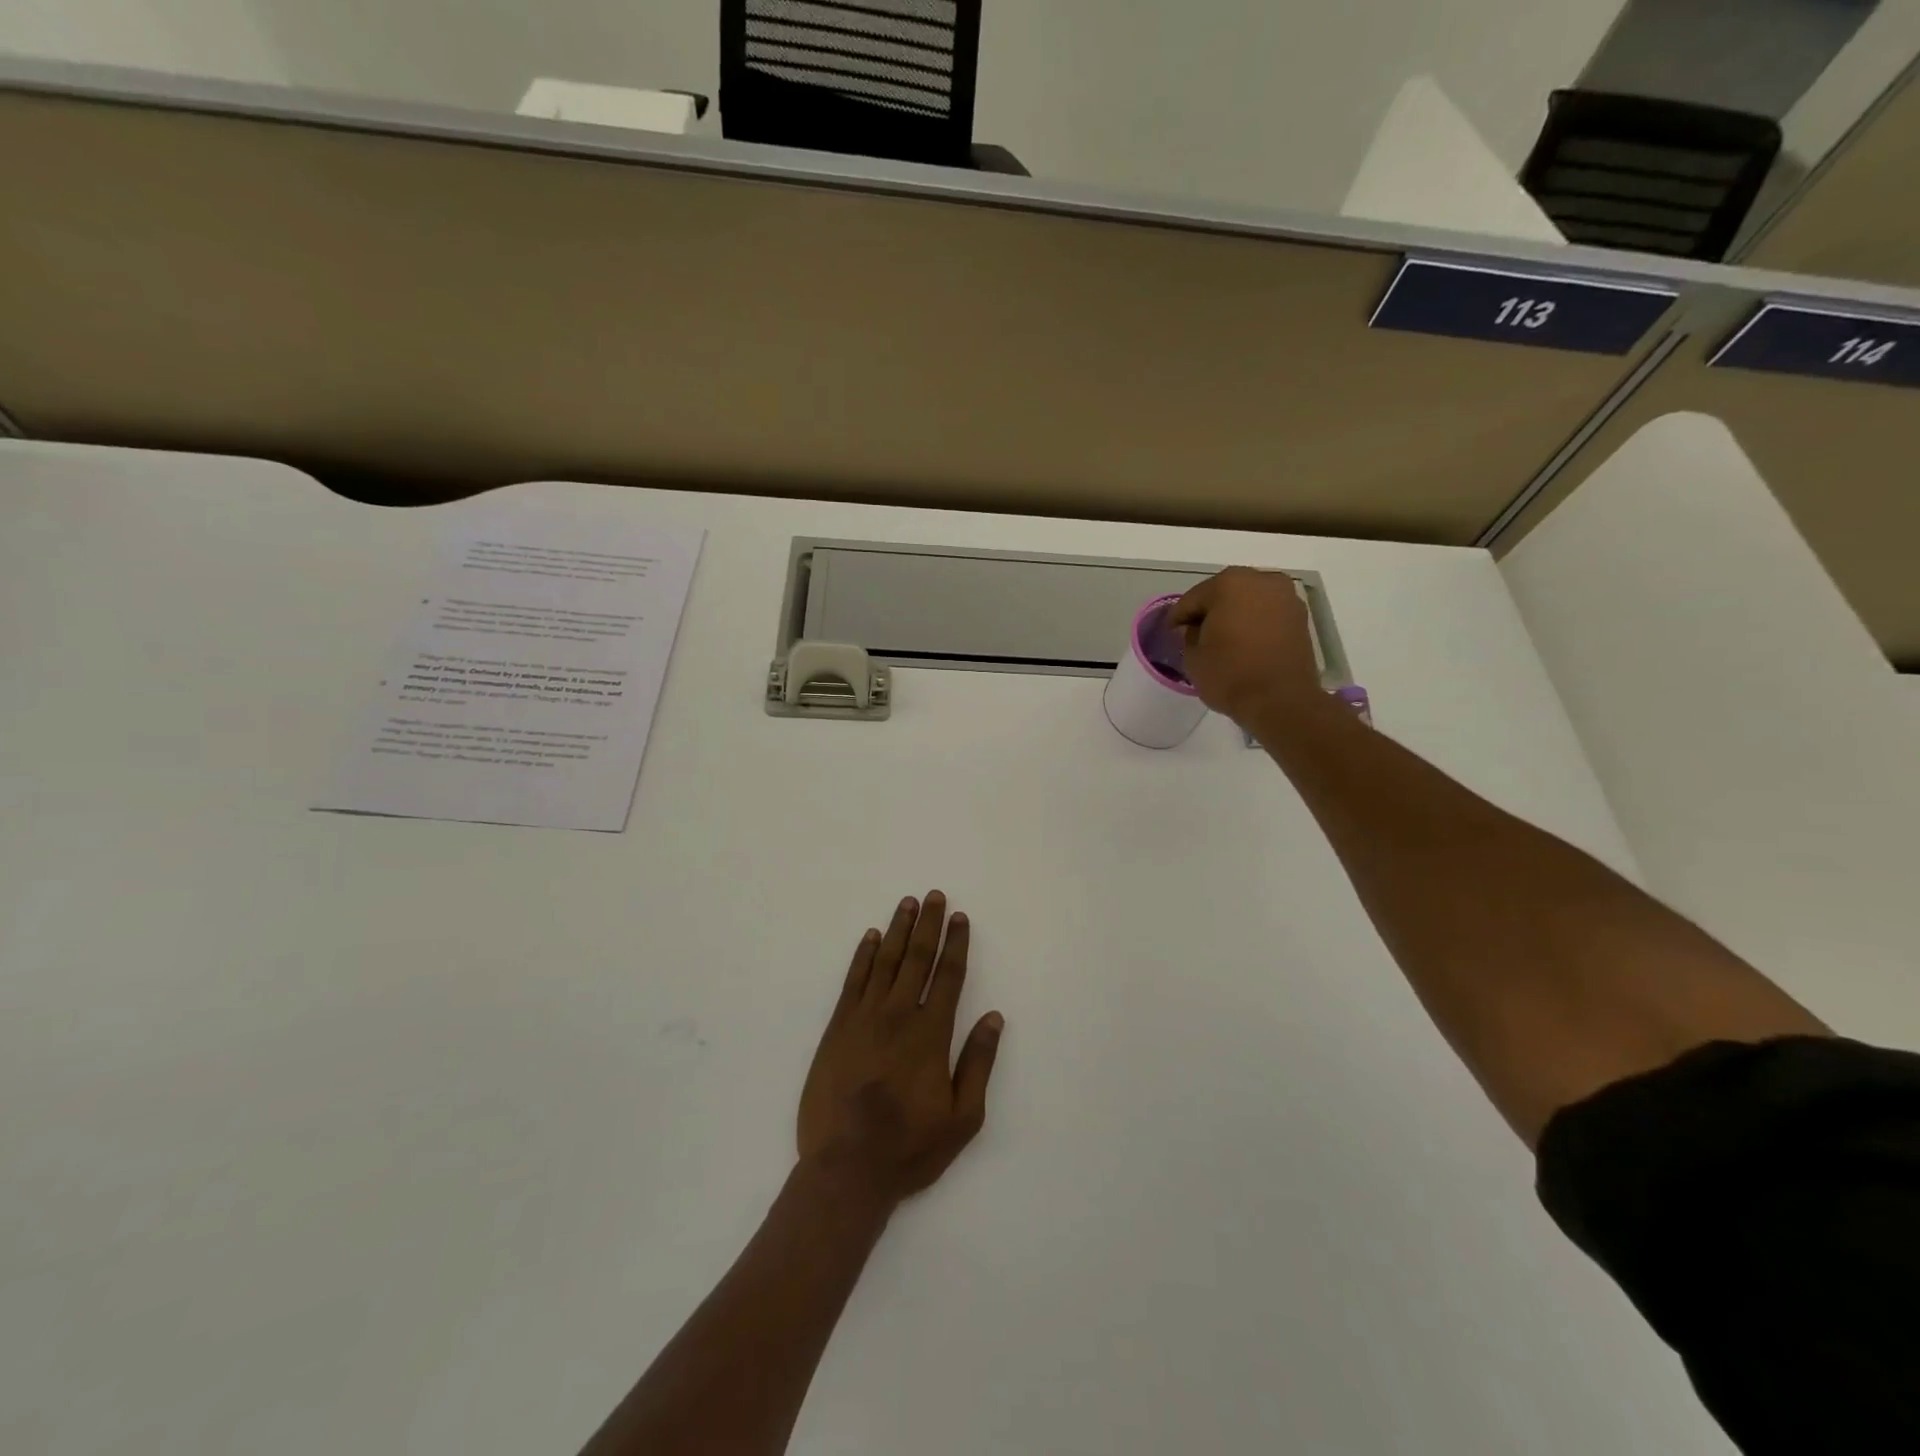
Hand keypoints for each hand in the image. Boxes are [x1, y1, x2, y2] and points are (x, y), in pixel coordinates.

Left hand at [797, 892, 1003, 1208]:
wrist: (846, 1168)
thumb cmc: (910, 1146)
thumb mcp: (963, 1117)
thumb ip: (979, 1062)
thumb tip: (995, 1018)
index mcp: (931, 1033)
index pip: (948, 975)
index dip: (956, 943)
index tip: (960, 917)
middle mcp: (898, 1014)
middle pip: (917, 958)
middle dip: (929, 924)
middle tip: (934, 895)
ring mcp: (864, 1018)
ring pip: (885, 961)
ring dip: (899, 929)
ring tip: (907, 903)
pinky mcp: (837, 1027)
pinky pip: (853, 980)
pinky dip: (863, 955)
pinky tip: (871, 937)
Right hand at [1168, 567, 1321, 725]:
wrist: (1281, 701)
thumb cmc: (1230, 675)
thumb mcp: (1193, 657)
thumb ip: (1188, 634)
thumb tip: (1195, 628)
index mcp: (1229, 584)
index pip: (1193, 598)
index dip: (1178, 617)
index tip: (1171, 632)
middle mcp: (1261, 580)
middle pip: (1224, 593)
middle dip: (1208, 611)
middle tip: (1195, 633)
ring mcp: (1285, 596)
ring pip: (1248, 601)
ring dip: (1233, 615)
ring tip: (1221, 639)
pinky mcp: (1300, 617)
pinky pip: (1267, 613)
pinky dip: (1253, 623)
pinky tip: (1243, 642)